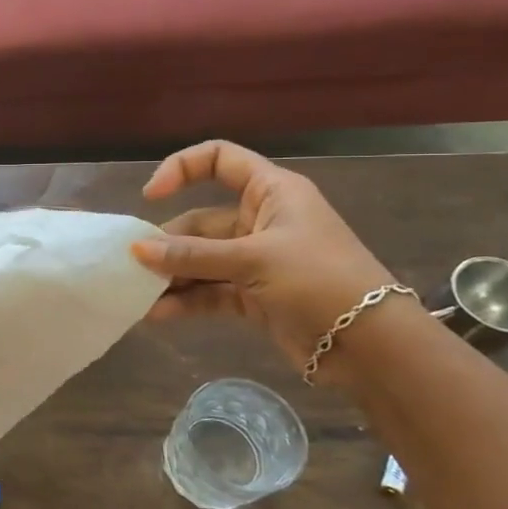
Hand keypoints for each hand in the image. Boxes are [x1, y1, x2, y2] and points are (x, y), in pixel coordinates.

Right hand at [131, 140, 394, 375]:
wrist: (373, 348)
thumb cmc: (320, 282)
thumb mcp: (254, 260)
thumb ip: (193, 256)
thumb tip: (136, 250)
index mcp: (271, 193)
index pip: (220, 160)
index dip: (182, 169)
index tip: (151, 196)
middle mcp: (261, 220)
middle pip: (200, 220)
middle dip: (167, 242)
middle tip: (135, 265)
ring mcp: (255, 260)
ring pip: (200, 260)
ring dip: (171, 275)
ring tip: (139, 294)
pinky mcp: (252, 296)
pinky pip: (209, 291)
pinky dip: (185, 301)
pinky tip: (158, 314)